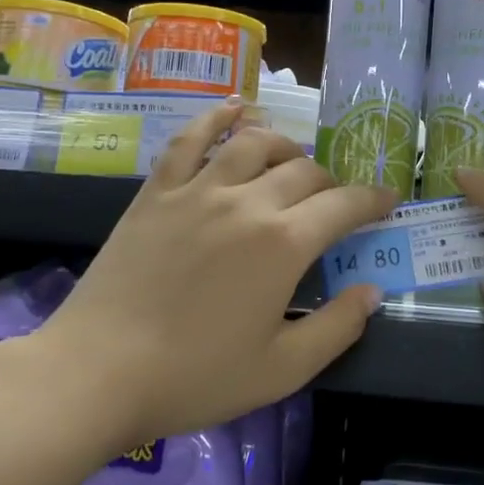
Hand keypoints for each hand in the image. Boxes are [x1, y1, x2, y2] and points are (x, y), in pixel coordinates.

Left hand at [35, 100, 394, 446]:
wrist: (97, 372)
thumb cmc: (195, 376)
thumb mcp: (282, 370)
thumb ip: (336, 327)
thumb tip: (372, 291)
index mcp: (283, 243)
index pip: (344, 205)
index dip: (372, 200)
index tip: (386, 201)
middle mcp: (247, 202)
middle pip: (304, 171)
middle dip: (331, 182)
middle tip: (333, 202)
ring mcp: (198, 190)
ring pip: (255, 144)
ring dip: (285, 146)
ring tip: (293, 160)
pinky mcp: (158, 191)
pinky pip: (191, 138)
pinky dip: (218, 117)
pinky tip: (236, 108)